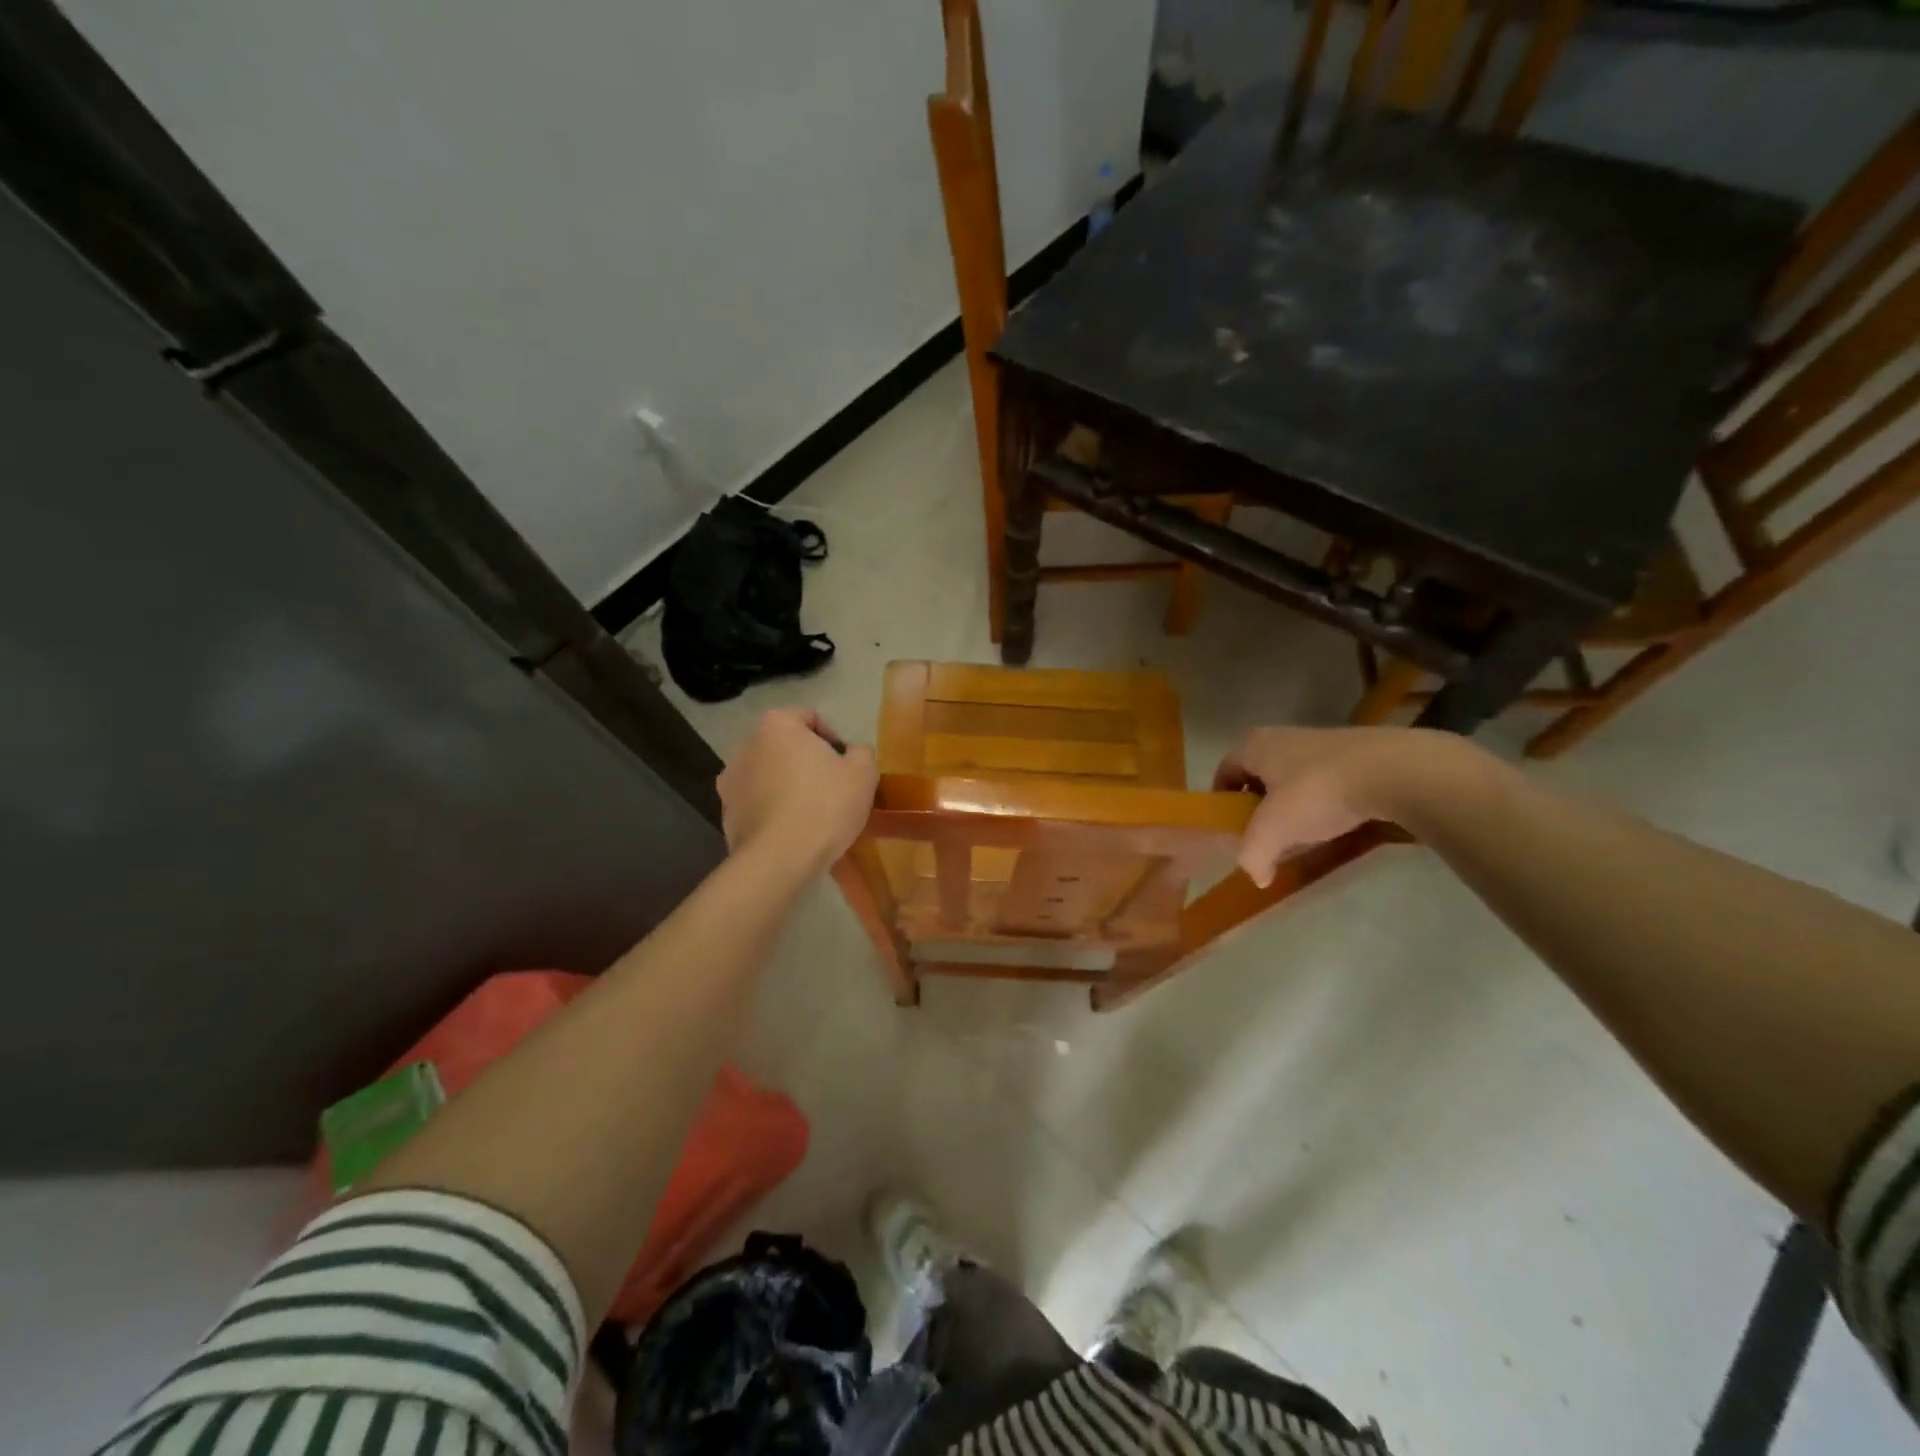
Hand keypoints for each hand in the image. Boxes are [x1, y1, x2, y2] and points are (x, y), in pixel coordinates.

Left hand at [717, 708, 877, 873]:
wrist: (779, 859)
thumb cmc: (825, 805)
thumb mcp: (863, 773)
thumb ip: (861, 752)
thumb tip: (852, 753)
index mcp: (777, 726)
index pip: (809, 717)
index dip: (832, 738)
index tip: (846, 765)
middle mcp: (746, 746)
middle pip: (785, 747)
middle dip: (806, 762)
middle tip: (831, 787)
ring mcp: (730, 781)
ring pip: (768, 775)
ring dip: (787, 786)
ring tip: (811, 813)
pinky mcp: (726, 813)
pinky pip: (757, 803)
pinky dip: (773, 810)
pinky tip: (792, 831)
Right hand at [1213, 725, 1461, 885]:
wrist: (1394, 771)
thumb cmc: (1317, 792)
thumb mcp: (1273, 830)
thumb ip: (1253, 855)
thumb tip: (1256, 876)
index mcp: (1254, 745)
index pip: (1224, 772)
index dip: (1222, 802)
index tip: (1231, 829)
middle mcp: (1282, 737)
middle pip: (1258, 777)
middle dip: (1258, 808)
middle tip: (1265, 837)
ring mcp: (1321, 743)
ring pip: (1292, 780)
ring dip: (1291, 808)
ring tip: (1302, 836)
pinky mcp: (1355, 754)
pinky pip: (1324, 782)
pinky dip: (1322, 804)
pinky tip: (1334, 824)